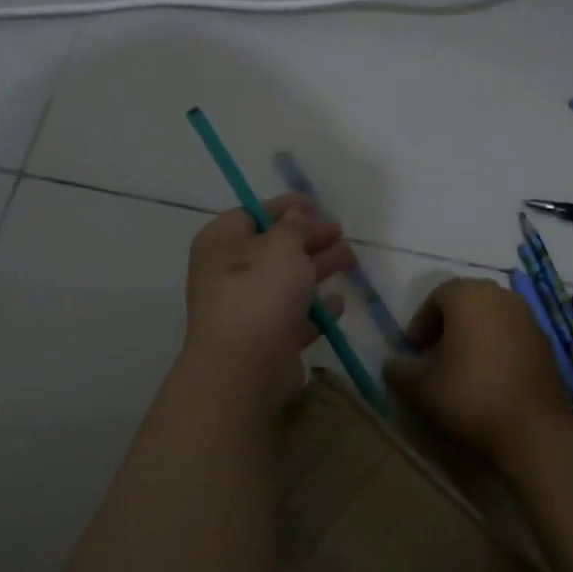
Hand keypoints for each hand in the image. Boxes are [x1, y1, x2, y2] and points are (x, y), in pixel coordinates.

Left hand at [183, 194, 353, 413]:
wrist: (245, 367)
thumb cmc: (259, 290)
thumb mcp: (282, 243)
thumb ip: (295, 226)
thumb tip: (296, 216)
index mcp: (221, 242)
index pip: (253, 214)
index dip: (285, 207)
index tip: (316, 204)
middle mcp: (228, 273)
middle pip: (274, 248)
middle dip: (309, 238)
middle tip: (341, 232)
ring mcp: (247, 309)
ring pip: (288, 282)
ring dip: (318, 269)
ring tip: (351, 260)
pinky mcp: (267, 340)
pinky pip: (295, 317)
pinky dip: (316, 309)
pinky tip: (339, 301)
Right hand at [385, 278, 572, 465]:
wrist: (533, 428)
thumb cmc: (469, 394)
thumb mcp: (419, 386)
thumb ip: (398, 369)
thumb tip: (393, 364)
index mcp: (469, 294)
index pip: (436, 297)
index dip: (421, 324)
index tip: (415, 354)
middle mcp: (501, 295)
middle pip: (465, 304)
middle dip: (447, 328)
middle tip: (435, 359)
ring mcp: (528, 317)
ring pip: (490, 318)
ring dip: (473, 337)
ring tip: (462, 371)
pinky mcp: (546, 342)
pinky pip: (511, 336)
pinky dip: (497, 349)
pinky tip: (490, 380)